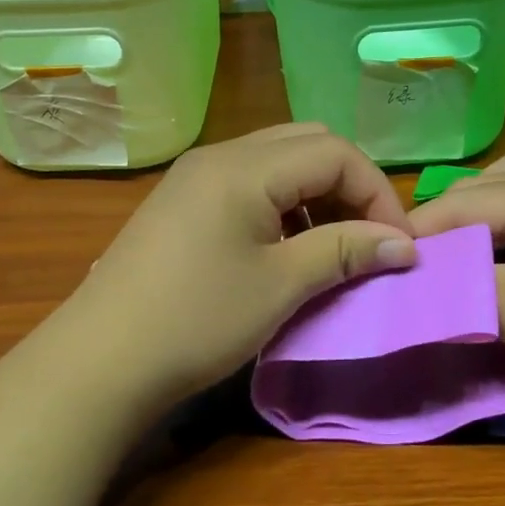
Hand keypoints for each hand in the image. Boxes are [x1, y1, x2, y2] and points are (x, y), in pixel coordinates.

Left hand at [59, 124, 416, 408]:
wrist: (99, 361)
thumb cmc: (197, 320)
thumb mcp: (280, 286)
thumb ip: (344, 251)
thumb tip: (405, 244)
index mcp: (244, 167)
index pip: (334, 153)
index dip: (376, 194)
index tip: (397, 245)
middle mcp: (221, 155)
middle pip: (307, 144)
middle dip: (349, 185)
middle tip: (367, 237)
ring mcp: (196, 175)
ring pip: (278, 160)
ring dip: (316, 193)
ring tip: (332, 244)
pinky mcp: (183, 199)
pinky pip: (250, 181)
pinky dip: (283, 202)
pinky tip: (286, 247)